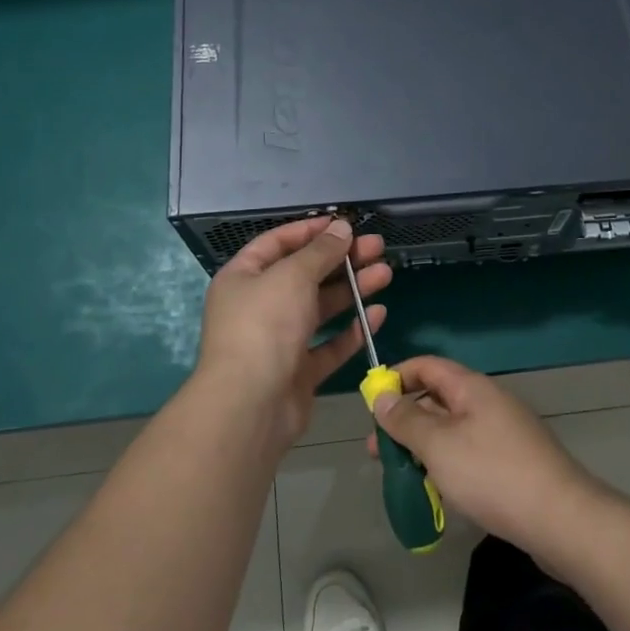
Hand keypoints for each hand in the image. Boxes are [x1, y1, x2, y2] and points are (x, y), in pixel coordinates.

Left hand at [193, 217, 390, 450]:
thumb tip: (341, 229)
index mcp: (243, 277)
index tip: (345, 225)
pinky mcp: (298, 372)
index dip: (311, 230)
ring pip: (320, 308)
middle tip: (377, 247)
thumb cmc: (264, 326)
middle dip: (341, 259)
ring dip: (352, 289)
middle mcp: (259, 306)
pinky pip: (328, 345)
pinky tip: (376, 314)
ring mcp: (278, 341)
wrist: (250, 406)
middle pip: (305, 274)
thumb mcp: (292, 276)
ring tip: (385, 273)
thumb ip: (320, 251)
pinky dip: (351, 329)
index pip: (278, 243)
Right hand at [369, 355, 600, 554]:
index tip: (370, 403)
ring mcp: (502, 434)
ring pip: (451, 431)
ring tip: (399, 475)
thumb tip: (382, 397)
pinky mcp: (511, 464)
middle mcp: (488, 403)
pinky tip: (434, 492)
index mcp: (472, 388)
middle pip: (437, 399)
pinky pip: (468, 453)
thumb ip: (406, 420)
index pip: (426, 366)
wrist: (561, 520)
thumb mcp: (438, 445)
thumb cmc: (492, 474)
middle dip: (404, 420)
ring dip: (422, 447)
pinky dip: (445, 465)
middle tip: (376, 449)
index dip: (396, 377)